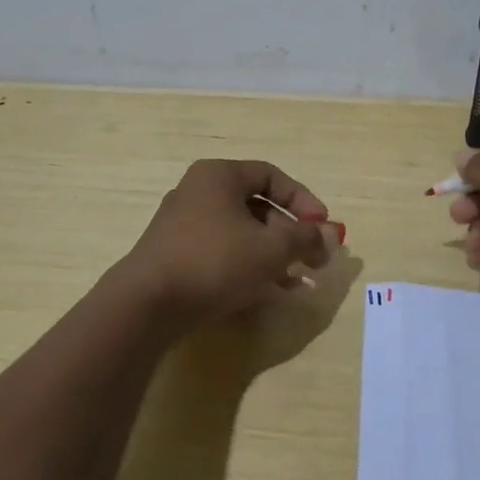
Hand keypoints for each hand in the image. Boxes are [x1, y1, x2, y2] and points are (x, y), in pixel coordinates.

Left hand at [120, 159, 343, 327]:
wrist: (147, 304)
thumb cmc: (214, 262)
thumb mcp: (271, 249)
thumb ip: (305, 238)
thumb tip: (332, 234)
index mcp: (218, 176)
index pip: (271, 176)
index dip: (303, 200)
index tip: (323, 228)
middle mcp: (198, 192)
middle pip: (257, 207)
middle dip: (291, 235)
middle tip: (314, 260)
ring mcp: (183, 225)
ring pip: (241, 234)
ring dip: (274, 255)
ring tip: (298, 282)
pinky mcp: (176, 255)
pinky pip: (222, 253)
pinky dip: (248, 267)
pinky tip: (270, 293)